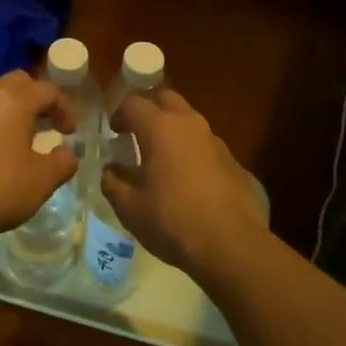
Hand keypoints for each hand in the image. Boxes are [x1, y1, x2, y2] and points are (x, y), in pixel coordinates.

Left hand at [0, 71, 77, 232]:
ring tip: (21, 136)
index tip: (69, 132)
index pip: (47, 91)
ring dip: (12, 109)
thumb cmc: (3, 185)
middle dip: (35, 97)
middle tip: (45, 122)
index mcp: (15, 100)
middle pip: (18, 82)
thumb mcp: (43, 179)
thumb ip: (62, 162)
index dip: (64, 108)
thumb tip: (67, 154)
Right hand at [101, 89, 265, 282]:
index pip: (133, 103)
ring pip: (189, 121)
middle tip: (138, 133)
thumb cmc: (173, 221)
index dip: (119, 114)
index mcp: (160, 128)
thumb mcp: (129, 208)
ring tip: (163, 159)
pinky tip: (190, 182)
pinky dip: (193, 153)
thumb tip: (111, 170)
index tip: (113, 132)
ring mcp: (216, 142)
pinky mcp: (234, 162)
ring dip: (174, 131)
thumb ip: (113, 182)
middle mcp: (189, 124)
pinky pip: (206, 146)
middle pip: (166, 99)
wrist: (232, 246)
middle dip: (150, 110)